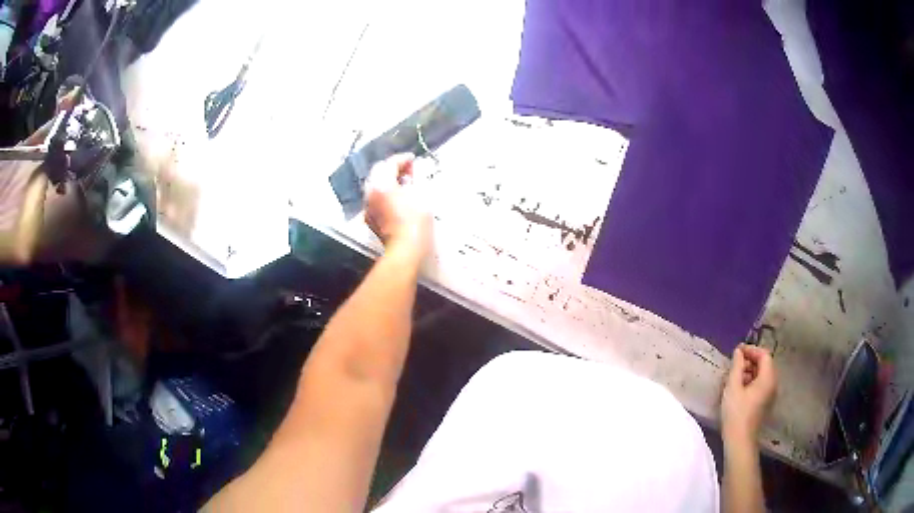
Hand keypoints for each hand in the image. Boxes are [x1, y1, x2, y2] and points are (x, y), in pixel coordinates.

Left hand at [364, 154, 431, 256]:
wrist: (405, 249)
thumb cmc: (416, 221)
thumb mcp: (422, 194)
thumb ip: (416, 177)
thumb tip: (414, 169)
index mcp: (381, 183)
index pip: (390, 163)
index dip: (403, 159)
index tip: (413, 159)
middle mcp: (370, 192)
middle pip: (379, 172)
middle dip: (393, 168)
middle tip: (409, 170)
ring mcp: (368, 207)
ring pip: (375, 186)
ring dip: (388, 181)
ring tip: (404, 184)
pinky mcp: (370, 219)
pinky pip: (375, 199)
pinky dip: (384, 194)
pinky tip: (397, 199)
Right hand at [721, 344, 777, 444]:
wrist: (740, 441)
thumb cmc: (736, 413)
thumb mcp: (733, 387)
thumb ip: (736, 366)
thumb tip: (739, 352)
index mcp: (768, 378)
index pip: (764, 354)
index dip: (751, 350)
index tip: (737, 351)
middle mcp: (773, 383)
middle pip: (765, 364)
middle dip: (750, 361)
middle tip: (734, 365)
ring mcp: (770, 394)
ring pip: (762, 375)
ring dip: (750, 372)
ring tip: (734, 378)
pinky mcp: (765, 403)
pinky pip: (761, 385)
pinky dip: (752, 381)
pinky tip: (739, 389)